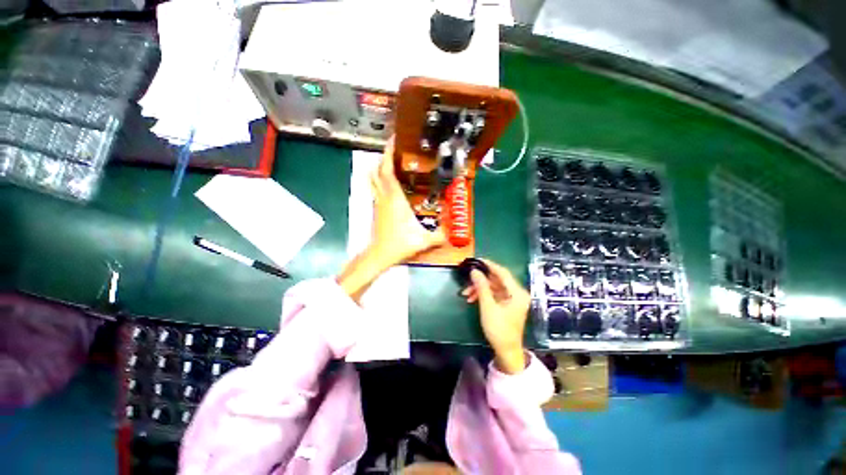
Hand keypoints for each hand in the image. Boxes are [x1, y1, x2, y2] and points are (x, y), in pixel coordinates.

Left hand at [369, 137, 445, 266]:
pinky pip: (376, 188)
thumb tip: (451, 234)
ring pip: (374, 179)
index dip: (388, 154)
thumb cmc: (400, 244)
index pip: (387, 170)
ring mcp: (378, 202)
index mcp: (395, 198)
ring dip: (380, 168)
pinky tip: (390, 183)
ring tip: (392, 162)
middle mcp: (384, 196)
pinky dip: (380, 181)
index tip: (393, 140)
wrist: (380, 254)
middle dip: (384, 157)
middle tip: (395, 150)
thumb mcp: (423, 240)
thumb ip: (439, 236)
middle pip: (378, 170)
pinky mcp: (377, 209)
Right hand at [461, 260, 530, 373]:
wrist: (506, 352)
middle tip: (467, 278)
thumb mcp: (488, 307)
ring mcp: (512, 299)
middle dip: (480, 280)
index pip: (502, 272)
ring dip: (479, 288)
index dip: (489, 265)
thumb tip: (475, 271)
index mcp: (517, 293)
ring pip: (494, 287)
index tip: (476, 260)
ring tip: (466, 293)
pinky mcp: (507, 304)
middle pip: (497, 279)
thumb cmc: (499, 330)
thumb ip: (481, 287)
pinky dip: (483, 295)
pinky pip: (494, 294)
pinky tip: (472, 298)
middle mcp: (517, 293)